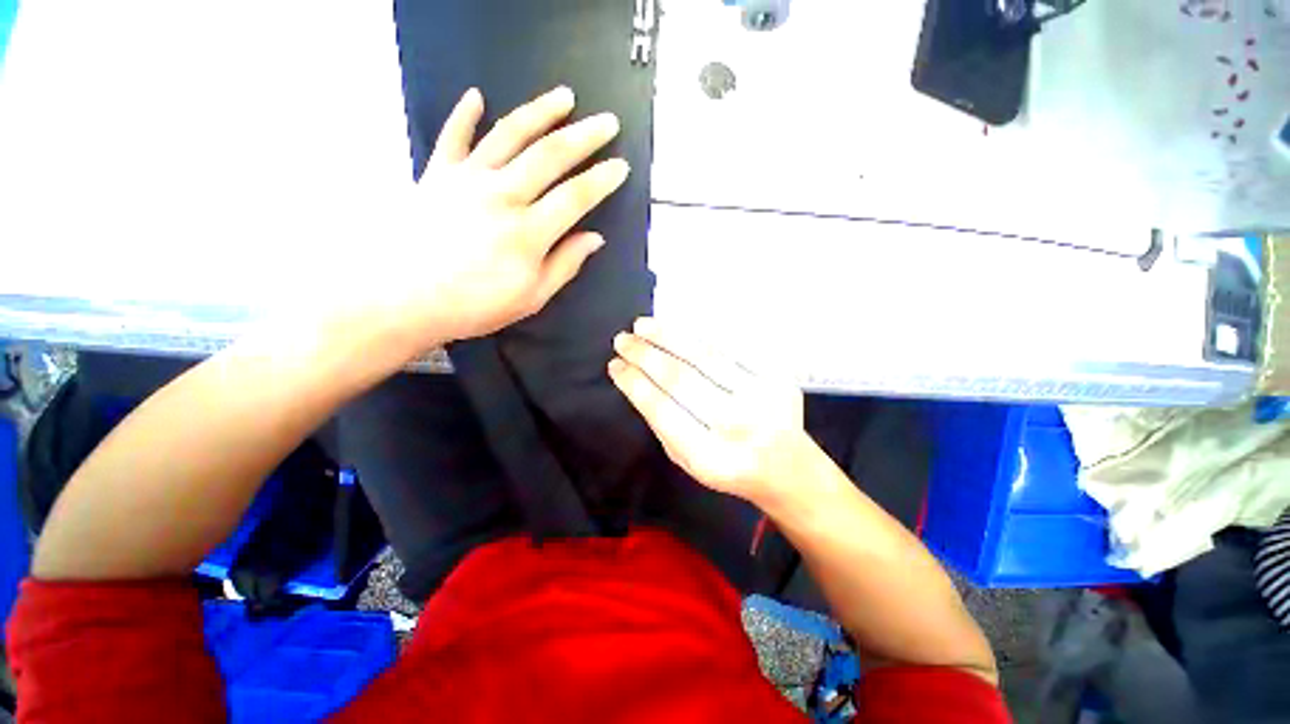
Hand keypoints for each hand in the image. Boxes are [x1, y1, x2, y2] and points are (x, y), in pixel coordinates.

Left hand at [349, 86, 629, 357]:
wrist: (399, 299)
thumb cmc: (473, 305)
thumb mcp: (531, 298)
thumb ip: (564, 265)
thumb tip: (594, 239)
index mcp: (529, 232)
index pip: (576, 197)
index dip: (602, 180)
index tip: (621, 167)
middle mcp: (502, 195)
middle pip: (549, 155)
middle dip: (584, 136)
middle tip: (607, 121)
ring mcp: (467, 179)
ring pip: (510, 135)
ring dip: (540, 112)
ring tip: (564, 97)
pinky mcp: (436, 174)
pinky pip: (453, 136)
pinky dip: (464, 114)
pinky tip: (476, 96)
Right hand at [608, 318, 812, 504]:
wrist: (788, 467)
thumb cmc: (729, 467)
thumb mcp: (687, 461)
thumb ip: (663, 423)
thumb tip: (636, 378)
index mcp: (711, 458)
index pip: (662, 410)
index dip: (634, 383)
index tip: (615, 365)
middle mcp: (738, 425)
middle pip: (681, 379)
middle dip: (645, 355)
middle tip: (622, 339)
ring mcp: (762, 397)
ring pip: (705, 356)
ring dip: (668, 337)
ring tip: (642, 325)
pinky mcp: (776, 377)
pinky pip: (731, 348)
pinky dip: (699, 335)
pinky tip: (677, 327)